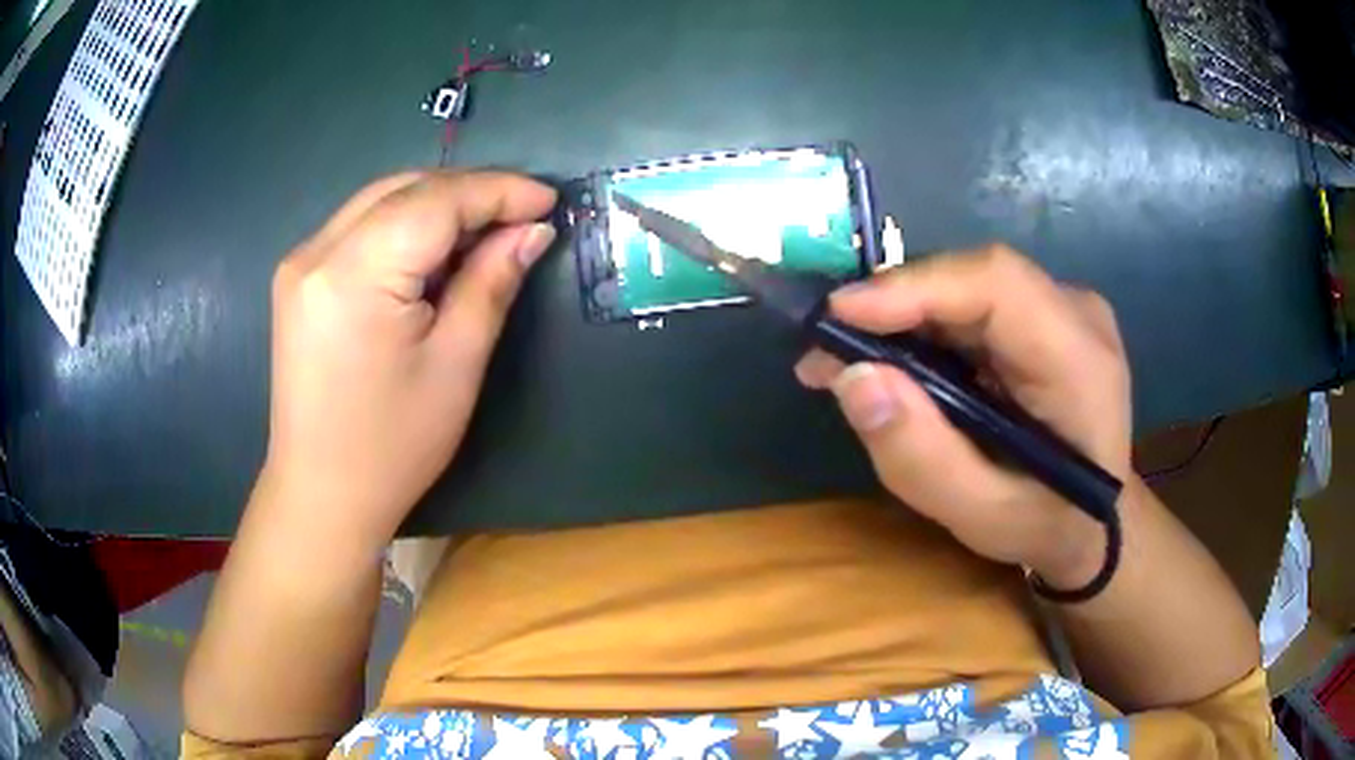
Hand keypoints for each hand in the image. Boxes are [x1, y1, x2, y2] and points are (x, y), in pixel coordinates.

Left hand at [262, 170, 557, 539]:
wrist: (322, 494)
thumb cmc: (393, 445)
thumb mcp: (455, 365)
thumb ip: (491, 283)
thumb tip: (532, 231)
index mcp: (353, 275)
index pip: (434, 200)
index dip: (496, 191)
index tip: (547, 201)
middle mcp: (316, 252)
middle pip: (404, 189)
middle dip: (468, 192)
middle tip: (520, 217)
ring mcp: (300, 262)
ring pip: (380, 201)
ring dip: (436, 204)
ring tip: (483, 232)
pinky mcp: (297, 277)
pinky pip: (359, 226)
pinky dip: (404, 225)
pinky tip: (432, 252)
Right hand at [795, 245, 1131, 588]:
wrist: (1098, 523)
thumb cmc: (1046, 525)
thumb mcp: (980, 516)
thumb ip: (920, 457)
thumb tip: (853, 378)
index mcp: (1080, 360)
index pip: (997, 284)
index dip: (916, 286)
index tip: (839, 316)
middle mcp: (1078, 313)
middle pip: (975, 279)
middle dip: (894, 307)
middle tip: (827, 352)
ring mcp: (1065, 308)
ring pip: (968, 287)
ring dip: (903, 317)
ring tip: (847, 362)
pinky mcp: (1047, 315)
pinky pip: (975, 303)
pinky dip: (926, 327)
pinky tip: (894, 360)